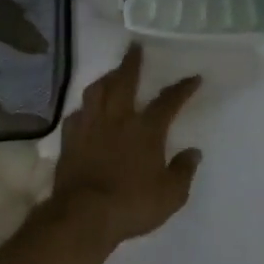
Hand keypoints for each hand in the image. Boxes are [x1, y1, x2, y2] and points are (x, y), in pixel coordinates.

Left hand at [49, 45, 203, 248]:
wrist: (83, 216)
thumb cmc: (132, 204)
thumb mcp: (171, 195)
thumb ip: (183, 171)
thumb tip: (193, 152)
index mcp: (146, 130)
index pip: (168, 101)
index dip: (182, 88)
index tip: (193, 77)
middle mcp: (118, 119)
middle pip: (124, 81)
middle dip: (132, 62)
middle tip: (135, 46)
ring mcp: (90, 127)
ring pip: (96, 92)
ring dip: (105, 79)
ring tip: (111, 75)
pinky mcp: (69, 141)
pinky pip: (75, 115)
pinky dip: (83, 109)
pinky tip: (85, 111)